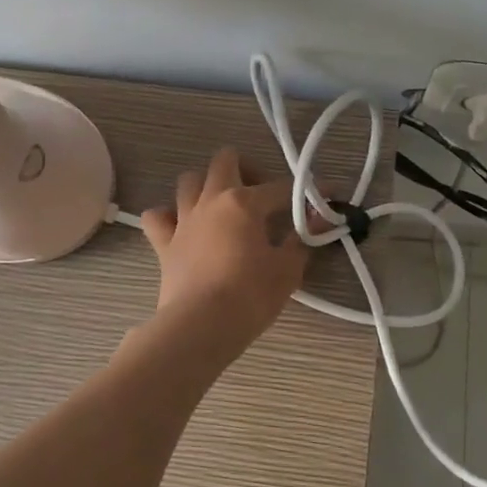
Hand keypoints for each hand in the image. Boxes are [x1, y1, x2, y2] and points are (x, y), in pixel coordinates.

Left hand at [139, 147, 310, 353]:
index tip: (327, 195)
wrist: (201, 326)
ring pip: (189, 180)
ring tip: (223, 207)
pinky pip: (158, 217)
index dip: (307, 191)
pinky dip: (169, 216)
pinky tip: (183, 227)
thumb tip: (318, 221)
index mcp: (245, 202)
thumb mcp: (288, 269)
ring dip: (207, 186)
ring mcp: (184, 219)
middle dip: (247, 168)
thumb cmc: (251, 296)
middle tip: (262, 194)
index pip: (282, 187)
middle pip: (225, 160)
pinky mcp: (164, 243)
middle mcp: (212, 200)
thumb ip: (302, 239)